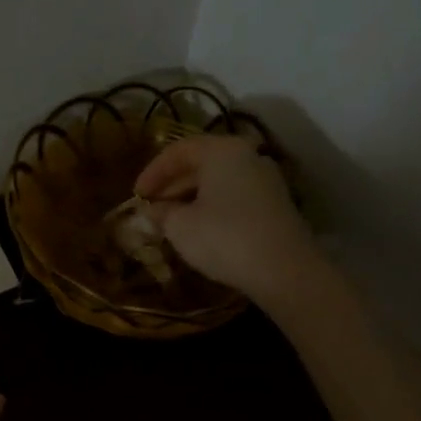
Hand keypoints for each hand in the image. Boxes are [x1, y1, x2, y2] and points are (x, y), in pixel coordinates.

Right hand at [134, 134, 321, 303]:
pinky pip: (234, 196)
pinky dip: (212, 207)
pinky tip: (199, 229)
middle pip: (200, 163)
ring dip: (191, 198)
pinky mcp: (275, 204)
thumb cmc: (224, 238)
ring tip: (171, 221)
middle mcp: (247, 156)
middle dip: (172, 186)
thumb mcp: (180, 226)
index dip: (152, 172)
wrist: (284, 270)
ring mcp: (265, 180)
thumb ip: (160, 213)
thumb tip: (150, 211)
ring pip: (218, 181)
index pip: (178, 151)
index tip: (136, 196)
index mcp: (222, 151)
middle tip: (151, 208)